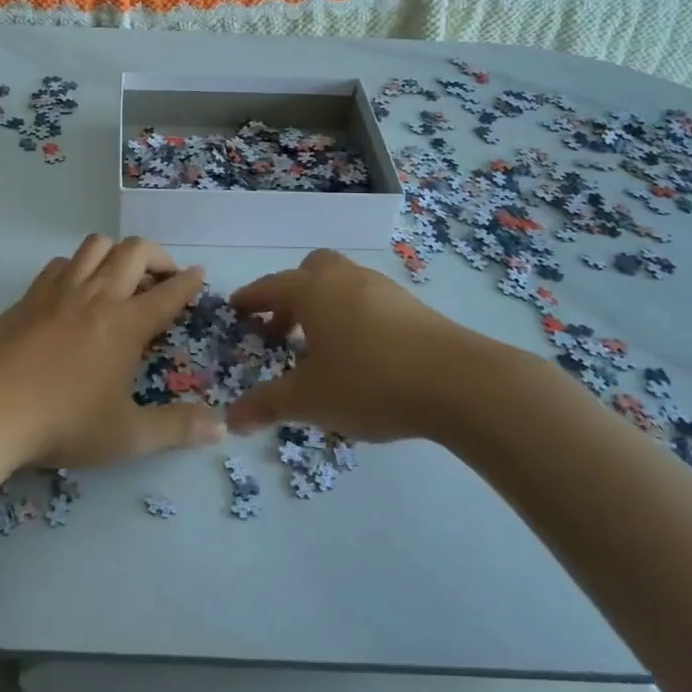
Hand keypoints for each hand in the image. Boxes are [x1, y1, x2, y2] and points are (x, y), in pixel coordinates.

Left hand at [0, 235, 225, 467]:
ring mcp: (60, 291)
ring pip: (96, 246)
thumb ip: (176, 429)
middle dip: (158, 256)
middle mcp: (97, 296)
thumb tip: (222, 429)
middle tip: (164, 277)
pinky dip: (79, 266)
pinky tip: (76, 290)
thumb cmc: (62, 422)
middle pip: (134, 252)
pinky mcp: (29, 295)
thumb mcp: (126, 435)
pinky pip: (62, 263)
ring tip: (122, 277)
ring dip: (117, 253)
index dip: (189, 282)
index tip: (200, 274)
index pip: (168, 293)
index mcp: (125, 324)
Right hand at [226, 249, 521, 443]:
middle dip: (290, 296)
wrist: (460, 382)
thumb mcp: (311, 400)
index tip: (236, 310)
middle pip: (309, 271)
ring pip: (342, 284)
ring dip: (324, 306)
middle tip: (281, 330)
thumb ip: (268, 406)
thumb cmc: (371, 381)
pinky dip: (352, 317)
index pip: (270, 287)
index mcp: (313, 291)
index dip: (250, 299)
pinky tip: (361, 354)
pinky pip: (368, 301)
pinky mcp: (413, 306)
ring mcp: (382, 289)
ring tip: (321, 347)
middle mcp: (345, 279)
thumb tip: (231, 420)